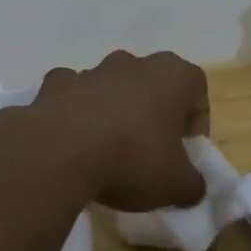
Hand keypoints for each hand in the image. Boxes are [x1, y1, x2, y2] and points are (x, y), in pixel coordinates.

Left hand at [31, 50, 211, 212]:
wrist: (59, 153)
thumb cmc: (132, 159)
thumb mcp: (176, 185)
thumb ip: (192, 184)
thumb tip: (192, 187)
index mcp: (172, 75)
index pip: (196, 90)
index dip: (195, 123)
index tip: (185, 153)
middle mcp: (132, 63)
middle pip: (152, 85)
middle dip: (153, 114)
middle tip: (150, 153)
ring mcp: (90, 71)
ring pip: (110, 87)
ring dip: (113, 111)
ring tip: (108, 152)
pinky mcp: (54, 85)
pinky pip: (71, 95)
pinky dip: (74, 112)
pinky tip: (72, 143)